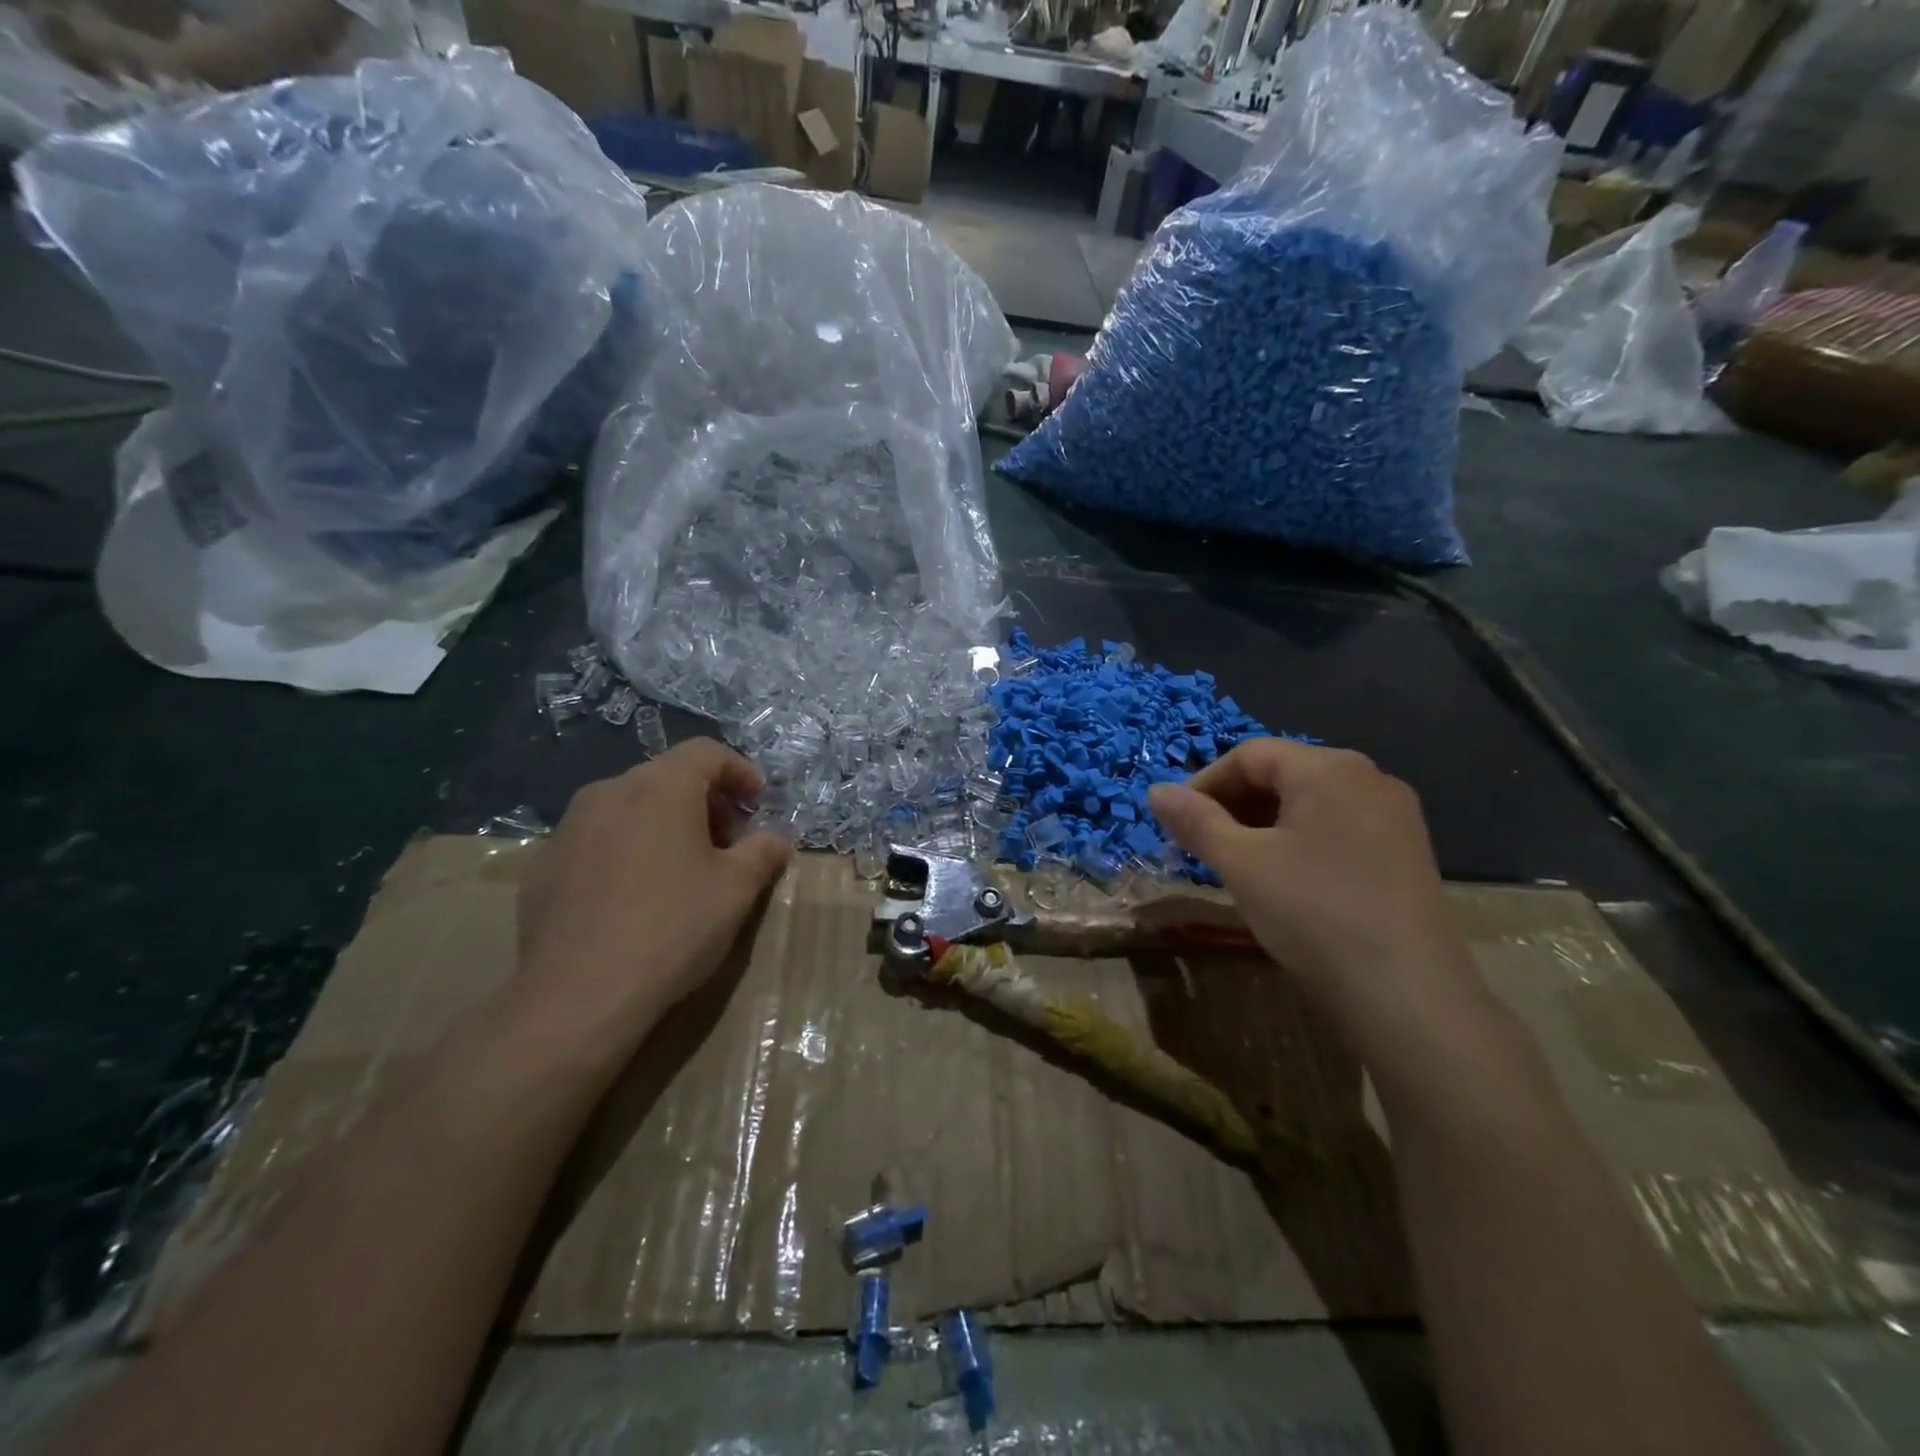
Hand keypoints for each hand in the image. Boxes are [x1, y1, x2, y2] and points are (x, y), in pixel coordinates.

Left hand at [513, 739, 791, 1063]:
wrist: (578, 995)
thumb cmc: (672, 928)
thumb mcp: (736, 890)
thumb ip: (763, 852)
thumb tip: (777, 839)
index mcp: (660, 787)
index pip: (706, 752)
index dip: (740, 771)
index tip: (758, 805)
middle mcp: (609, 792)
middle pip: (667, 776)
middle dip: (705, 801)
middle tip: (729, 842)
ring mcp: (568, 828)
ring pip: (629, 806)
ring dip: (665, 823)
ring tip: (683, 868)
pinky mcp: (543, 865)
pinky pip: (597, 839)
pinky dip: (626, 849)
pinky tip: (635, 895)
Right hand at [1148, 740, 1489, 1057]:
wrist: (1407, 995)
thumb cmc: (1313, 913)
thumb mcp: (1241, 864)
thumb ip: (1196, 821)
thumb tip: (1156, 790)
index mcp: (1329, 768)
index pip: (1250, 754)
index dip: (1204, 783)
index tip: (1176, 821)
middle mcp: (1368, 778)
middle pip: (1283, 774)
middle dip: (1233, 804)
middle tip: (1201, 844)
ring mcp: (1394, 816)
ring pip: (1310, 803)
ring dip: (1263, 824)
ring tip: (1235, 863)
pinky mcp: (1406, 852)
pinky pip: (1338, 827)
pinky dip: (1299, 840)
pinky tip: (1284, 878)